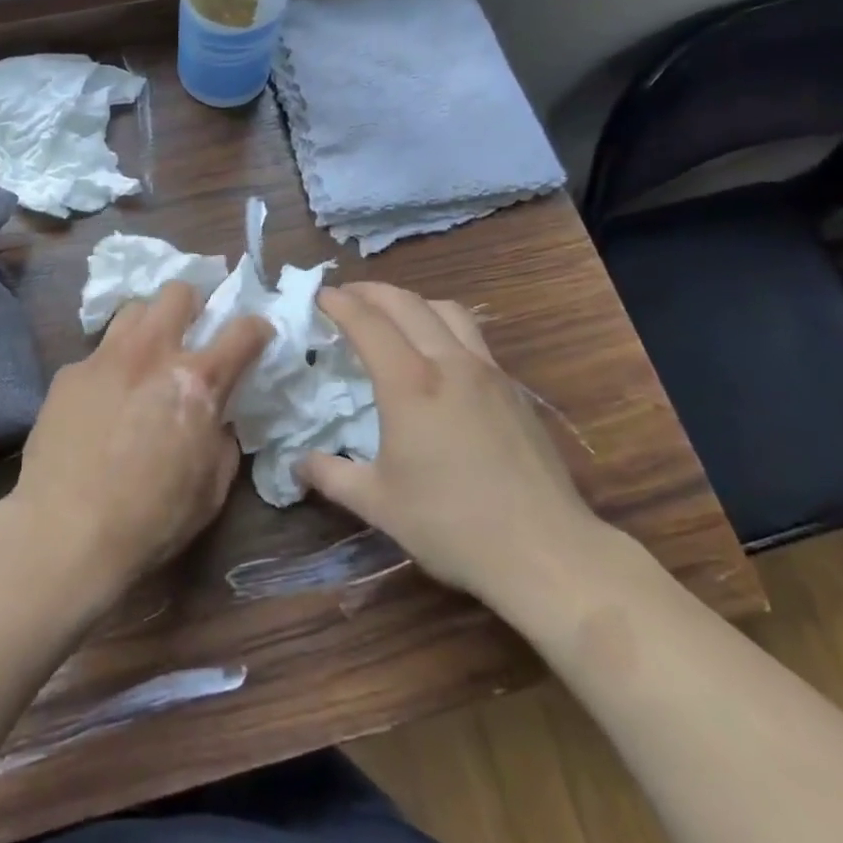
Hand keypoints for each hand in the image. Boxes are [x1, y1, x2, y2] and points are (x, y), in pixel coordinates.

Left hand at [8, 281, 270, 604]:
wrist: (65, 532)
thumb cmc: (151, 519)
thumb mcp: (211, 487)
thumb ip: (222, 439)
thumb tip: (216, 418)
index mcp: (197, 381)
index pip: (242, 331)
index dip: (257, 328)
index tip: (256, 335)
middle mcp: (152, 353)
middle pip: (178, 291)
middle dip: (193, 304)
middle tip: (192, 332)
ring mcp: (105, 358)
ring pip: (133, 309)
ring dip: (149, 325)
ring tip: (147, 354)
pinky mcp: (69, 373)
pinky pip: (98, 353)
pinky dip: (111, 366)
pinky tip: (103, 399)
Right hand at [297, 283, 611, 618]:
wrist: (546, 551)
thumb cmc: (452, 525)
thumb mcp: (378, 504)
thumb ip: (331, 476)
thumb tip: (297, 465)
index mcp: (409, 383)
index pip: (367, 322)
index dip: (339, 303)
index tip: (318, 295)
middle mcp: (448, 362)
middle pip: (406, 303)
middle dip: (370, 291)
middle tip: (346, 295)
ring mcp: (487, 371)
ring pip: (446, 310)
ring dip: (412, 301)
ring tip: (393, 315)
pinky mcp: (513, 388)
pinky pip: (472, 335)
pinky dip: (443, 324)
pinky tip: (438, 354)